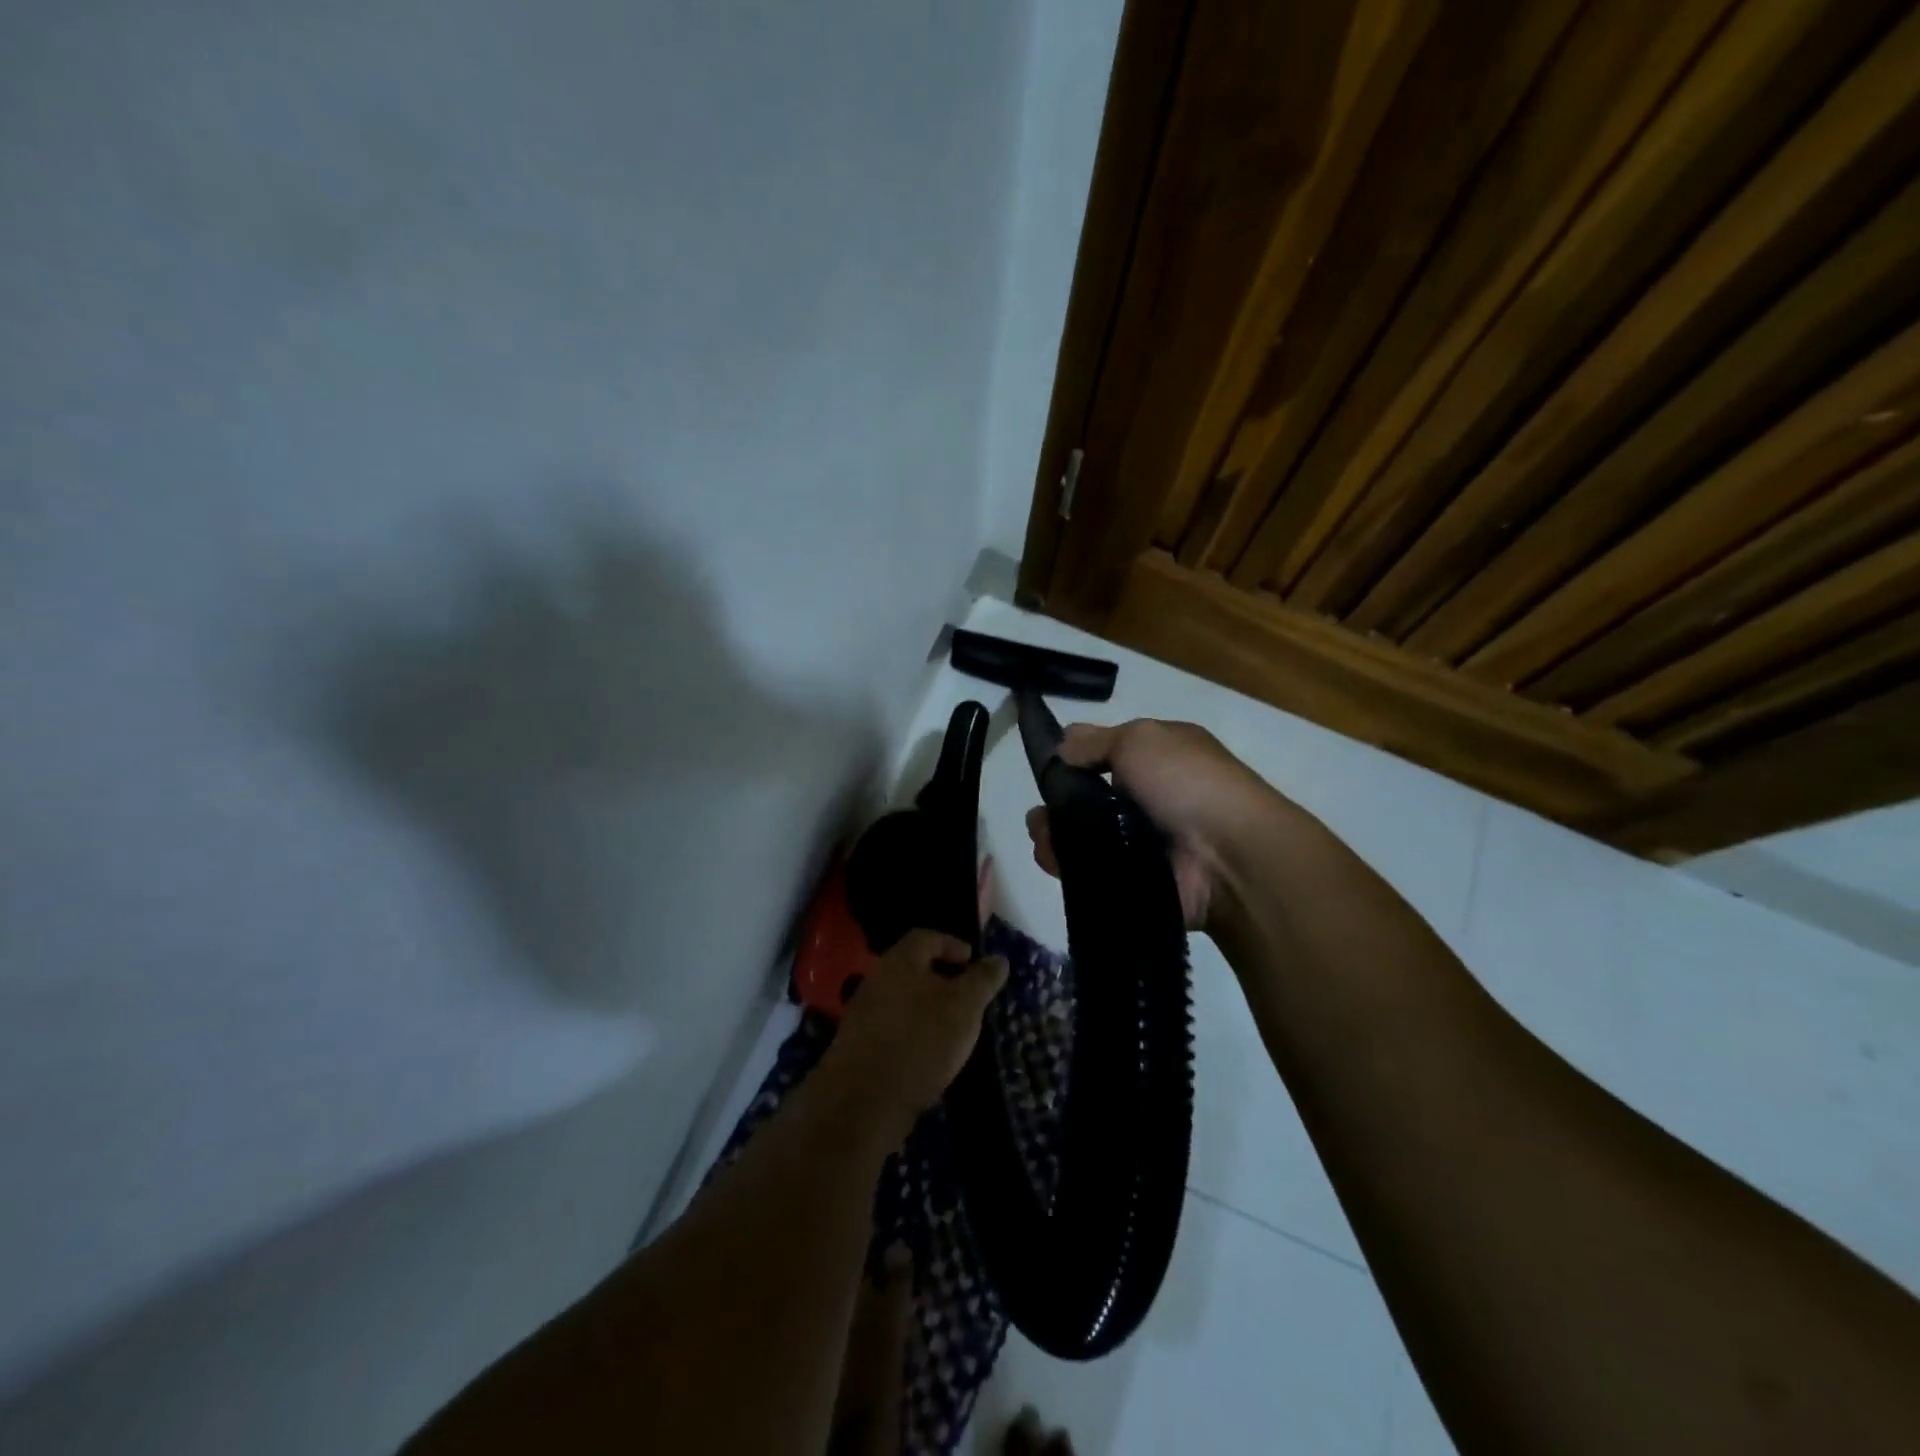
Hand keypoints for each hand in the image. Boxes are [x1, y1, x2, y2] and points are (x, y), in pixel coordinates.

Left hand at [825, 929, 1008, 1132]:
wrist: (865, 1099)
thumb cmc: (921, 1039)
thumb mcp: (965, 1006)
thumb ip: (982, 979)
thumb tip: (998, 959)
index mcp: (900, 961)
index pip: (926, 937)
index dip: (952, 944)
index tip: (972, 961)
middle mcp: (876, 979)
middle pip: (912, 968)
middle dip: (941, 978)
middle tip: (967, 996)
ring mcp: (862, 1014)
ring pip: (901, 1000)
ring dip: (926, 1008)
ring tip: (952, 1029)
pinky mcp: (857, 1047)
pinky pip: (891, 1028)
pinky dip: (911, 1033)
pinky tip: (928, 1054)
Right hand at [1025, 718, 1291, 932]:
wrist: (1231, 857)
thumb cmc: (1187, 782)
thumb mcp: (1140, 739)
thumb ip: (1095, 740)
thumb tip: (1062, 745)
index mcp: (1158, 758)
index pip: (1105, 756)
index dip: (1075, 761)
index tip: (1049, 770)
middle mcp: (1149, 799)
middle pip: (1087, 800)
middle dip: (1057, 805)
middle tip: (1041, 815)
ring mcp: (1141, 843)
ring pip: (1082, 838)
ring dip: (1054, 836)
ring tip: (1044, 838)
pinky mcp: (1133, 880)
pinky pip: (1089, 872)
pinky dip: (1067, 866)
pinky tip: (1053, 860)